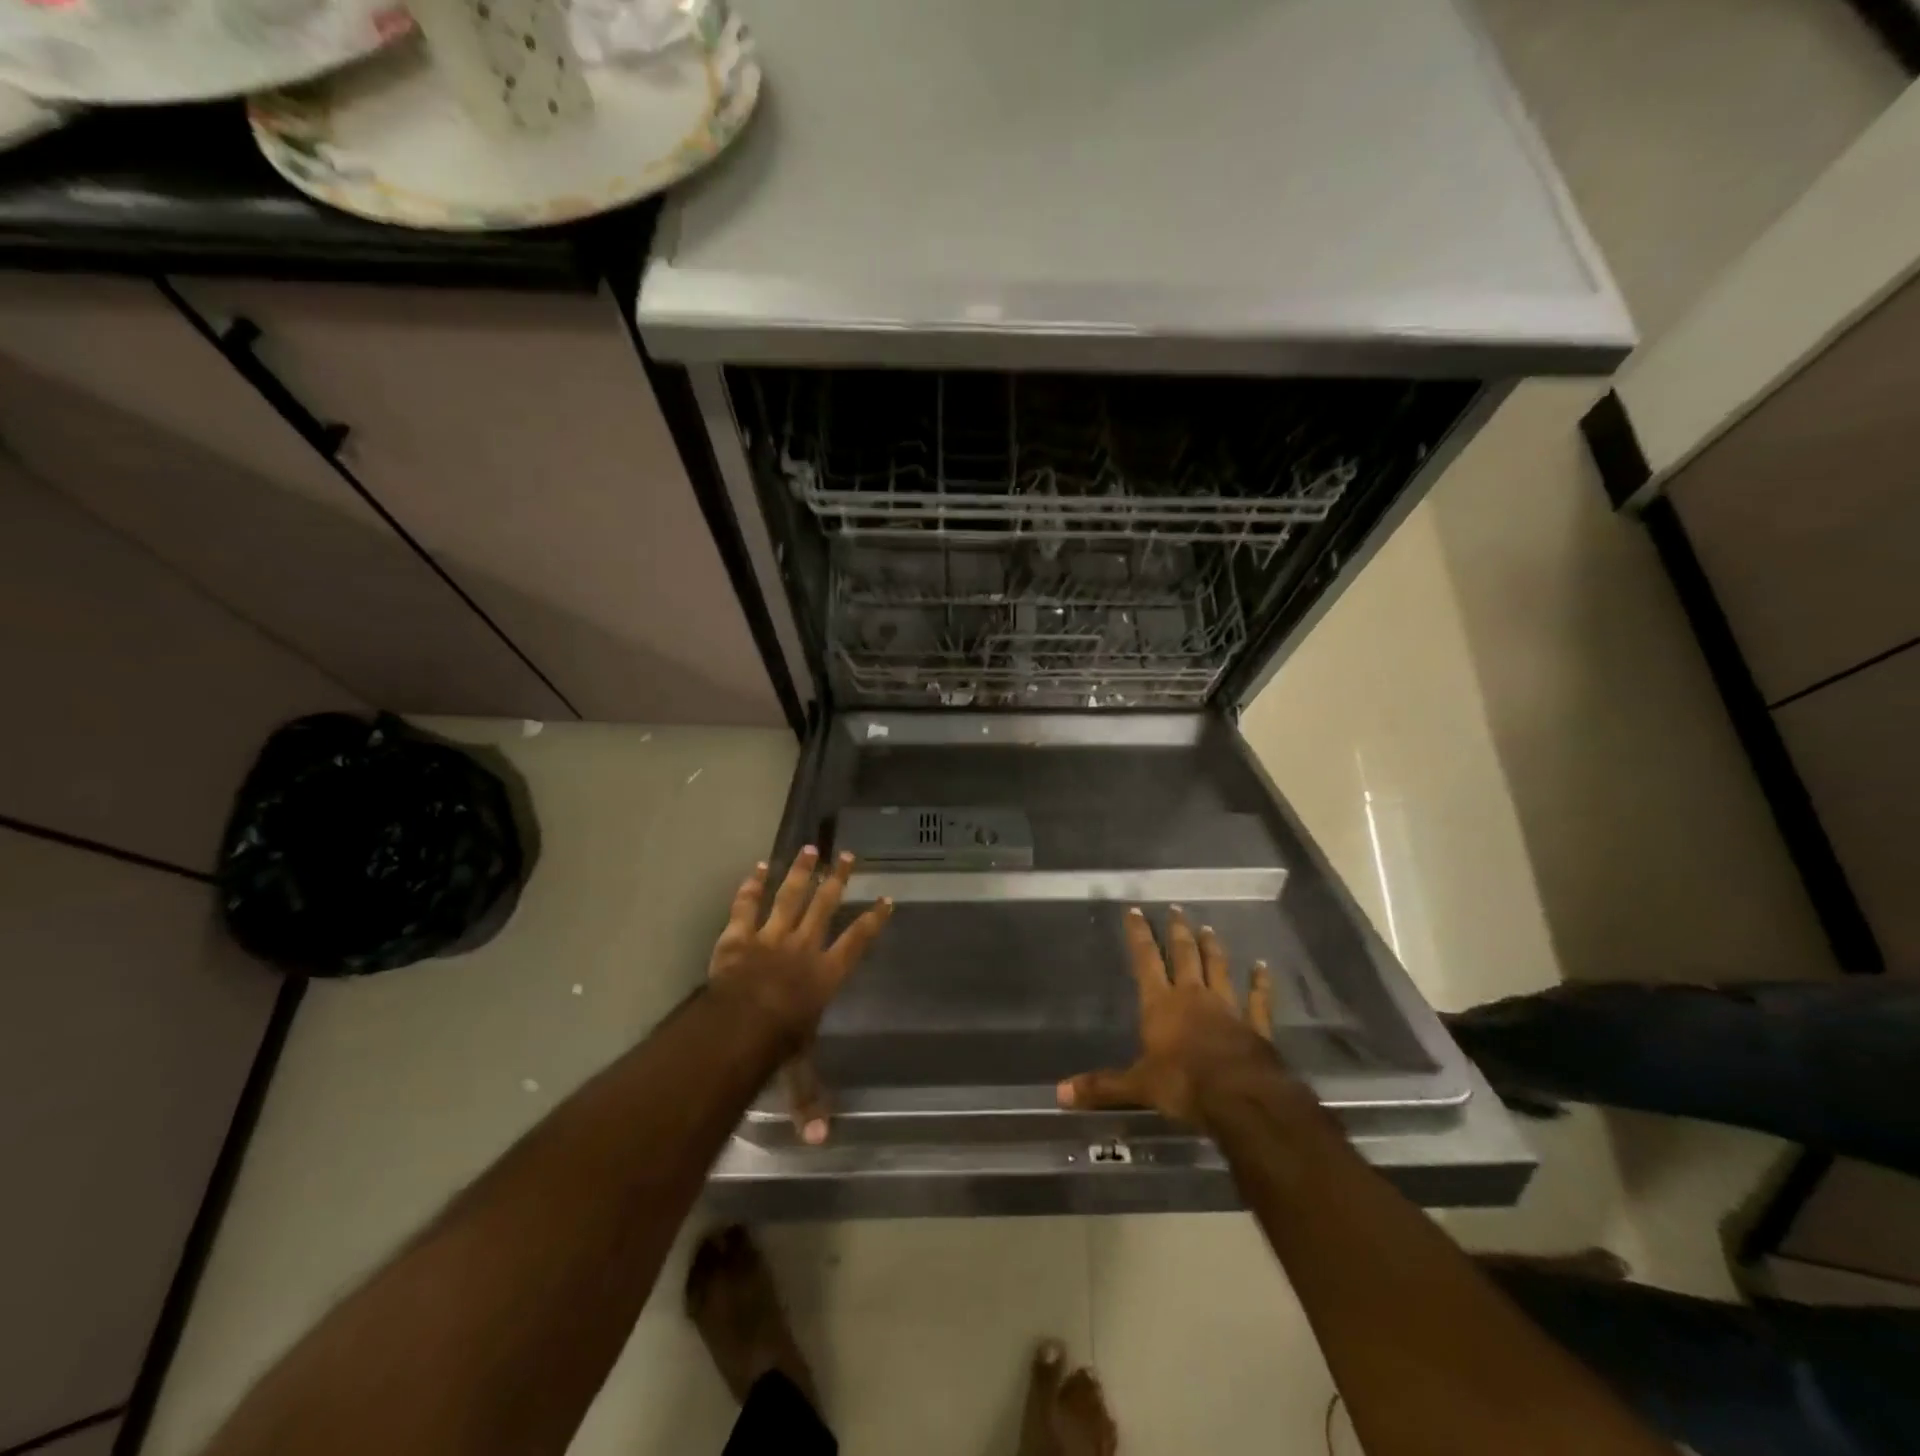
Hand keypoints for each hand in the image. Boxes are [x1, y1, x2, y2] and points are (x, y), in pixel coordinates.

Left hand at [707, 847, 891, 1143]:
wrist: (740, 1023)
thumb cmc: (778, 1042)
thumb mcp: (798, 1069)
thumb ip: (809, 1098)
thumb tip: (823, 1143)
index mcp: (826, 973)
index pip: (857, 941)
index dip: (873, 920)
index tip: (886, 899)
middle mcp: (804, 946)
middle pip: (825, 906)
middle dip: (838, 880)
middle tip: (849, 855)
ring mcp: (771, 935)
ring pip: (790, 896)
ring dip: (802, 872)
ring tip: (811, 849)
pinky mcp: (740, 934)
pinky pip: (747, 904)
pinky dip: (752, 885)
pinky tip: (759, 866)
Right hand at [1057, 906, 1286, 1127]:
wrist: (1242, 1099)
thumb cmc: (1184, 1086)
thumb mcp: (1138, 1087)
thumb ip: (1102, 1086)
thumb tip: (1060, 1093)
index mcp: (1161, 1004)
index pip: (1146, 960)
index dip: (1139, 935)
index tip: (1136, 911)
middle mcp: (1193, 996)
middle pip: (1185, 955)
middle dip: (1178, 932)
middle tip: (1176, 910)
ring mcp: (1227, 1007)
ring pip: (1218, 968)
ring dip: (1212, 948)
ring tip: (1208, 929)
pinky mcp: (1255, 1025)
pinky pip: (1257, 999)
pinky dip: (1260, 982)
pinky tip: (1262, 966)